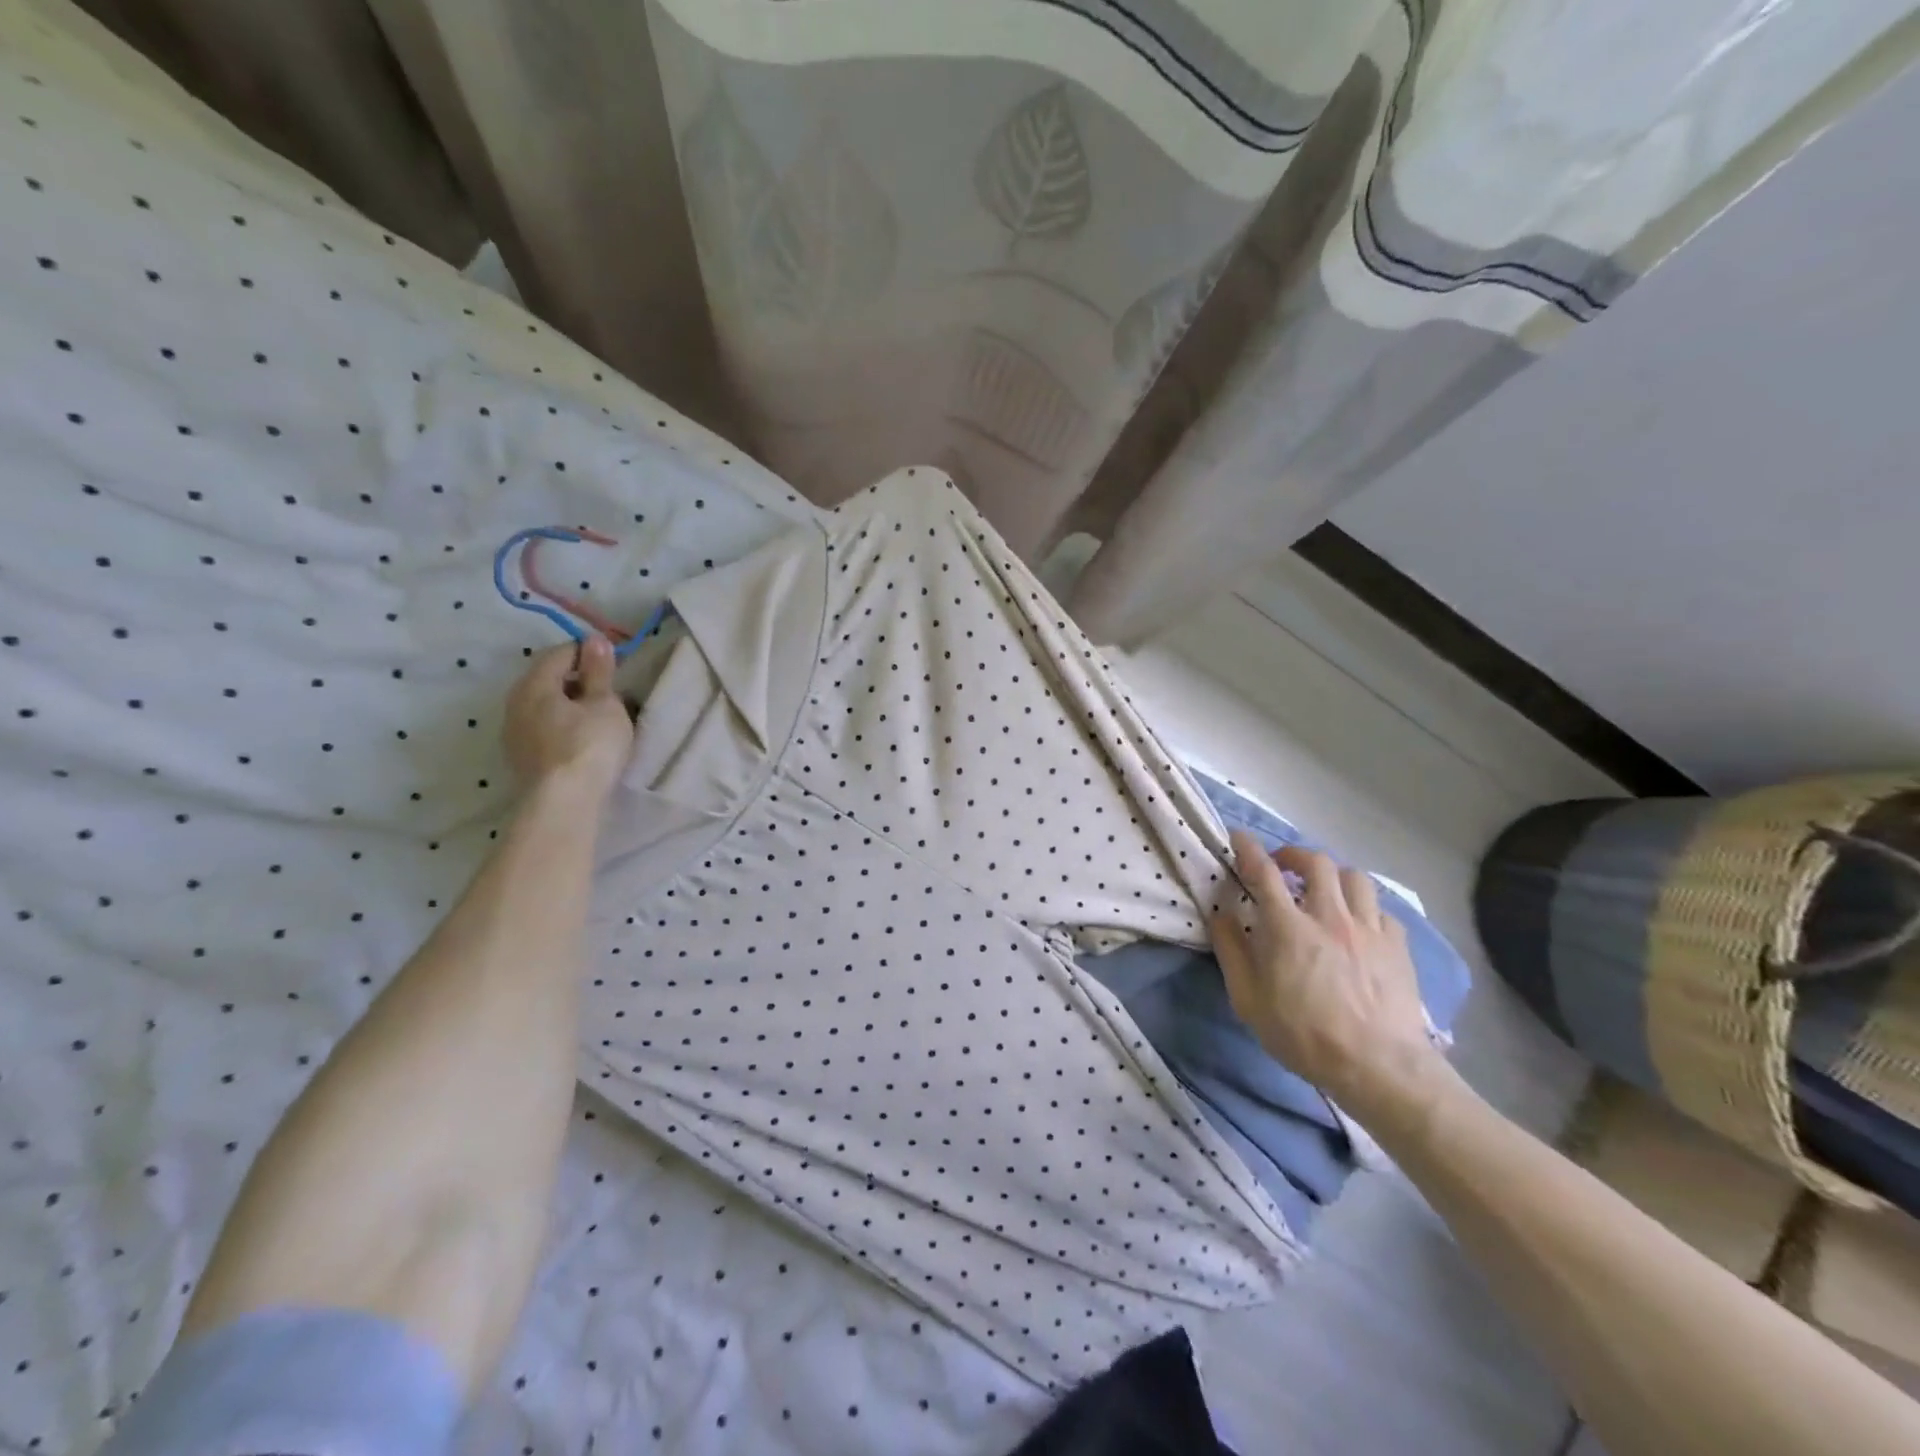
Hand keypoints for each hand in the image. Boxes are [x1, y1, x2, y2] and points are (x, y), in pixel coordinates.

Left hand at [503, 635, 634, 803]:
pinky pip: (542, 728)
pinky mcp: (520, 758)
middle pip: (547, 680)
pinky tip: (582, 739)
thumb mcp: (604, 704)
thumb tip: (595, 640)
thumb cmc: (589, 745)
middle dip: (577, 680)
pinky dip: (562, 725)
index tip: (614, 663)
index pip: (560, 654)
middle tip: (609, 691)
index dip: (588, 652)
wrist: (564, 803)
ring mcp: (514, 733)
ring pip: (544, 706)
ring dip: (569, 705)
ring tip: (598, 717)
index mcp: (534, 684)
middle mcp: (515, 703)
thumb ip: (599, 672)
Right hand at [1211, 832, 1447, 1125]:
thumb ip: (1231, 952)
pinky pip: (1382, 911)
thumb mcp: (1248, 1000)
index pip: (1264, 872)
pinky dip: (1365, 909)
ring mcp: (1368, 928)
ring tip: (1324, 889)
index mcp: (1288, 927)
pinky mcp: (1397, 946)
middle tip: (1282, 865)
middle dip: (1294, 854)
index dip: (1249, 849)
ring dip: (1334, 876)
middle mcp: (1329, 915)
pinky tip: (1359, 925)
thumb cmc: (1304, 1035)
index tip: (1239, 837)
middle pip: (1316, 862)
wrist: (1379, 1066)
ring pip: (1355, 877)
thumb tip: (1220, 915)